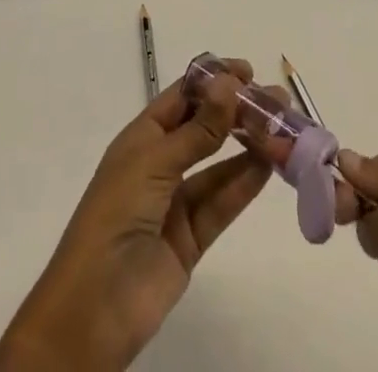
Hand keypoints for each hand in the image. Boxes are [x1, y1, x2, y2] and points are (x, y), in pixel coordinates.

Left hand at [0, 60, 272, 371]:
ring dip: (248, 145)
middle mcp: (160, 163)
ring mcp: (176, 201)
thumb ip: (198, 130)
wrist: (95, 308)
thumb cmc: (115, 216)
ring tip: (282, 128)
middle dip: (237, 112)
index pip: (182, 98)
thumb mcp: (154, 163)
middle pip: (204, 128)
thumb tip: (230, 82)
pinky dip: (245, 182)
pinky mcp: (191, 238)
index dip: (213, 81)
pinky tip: (269, 164)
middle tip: (276, 100)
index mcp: (142, 138)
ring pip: (218, 165)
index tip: (248, 70)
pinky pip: (222, 202)